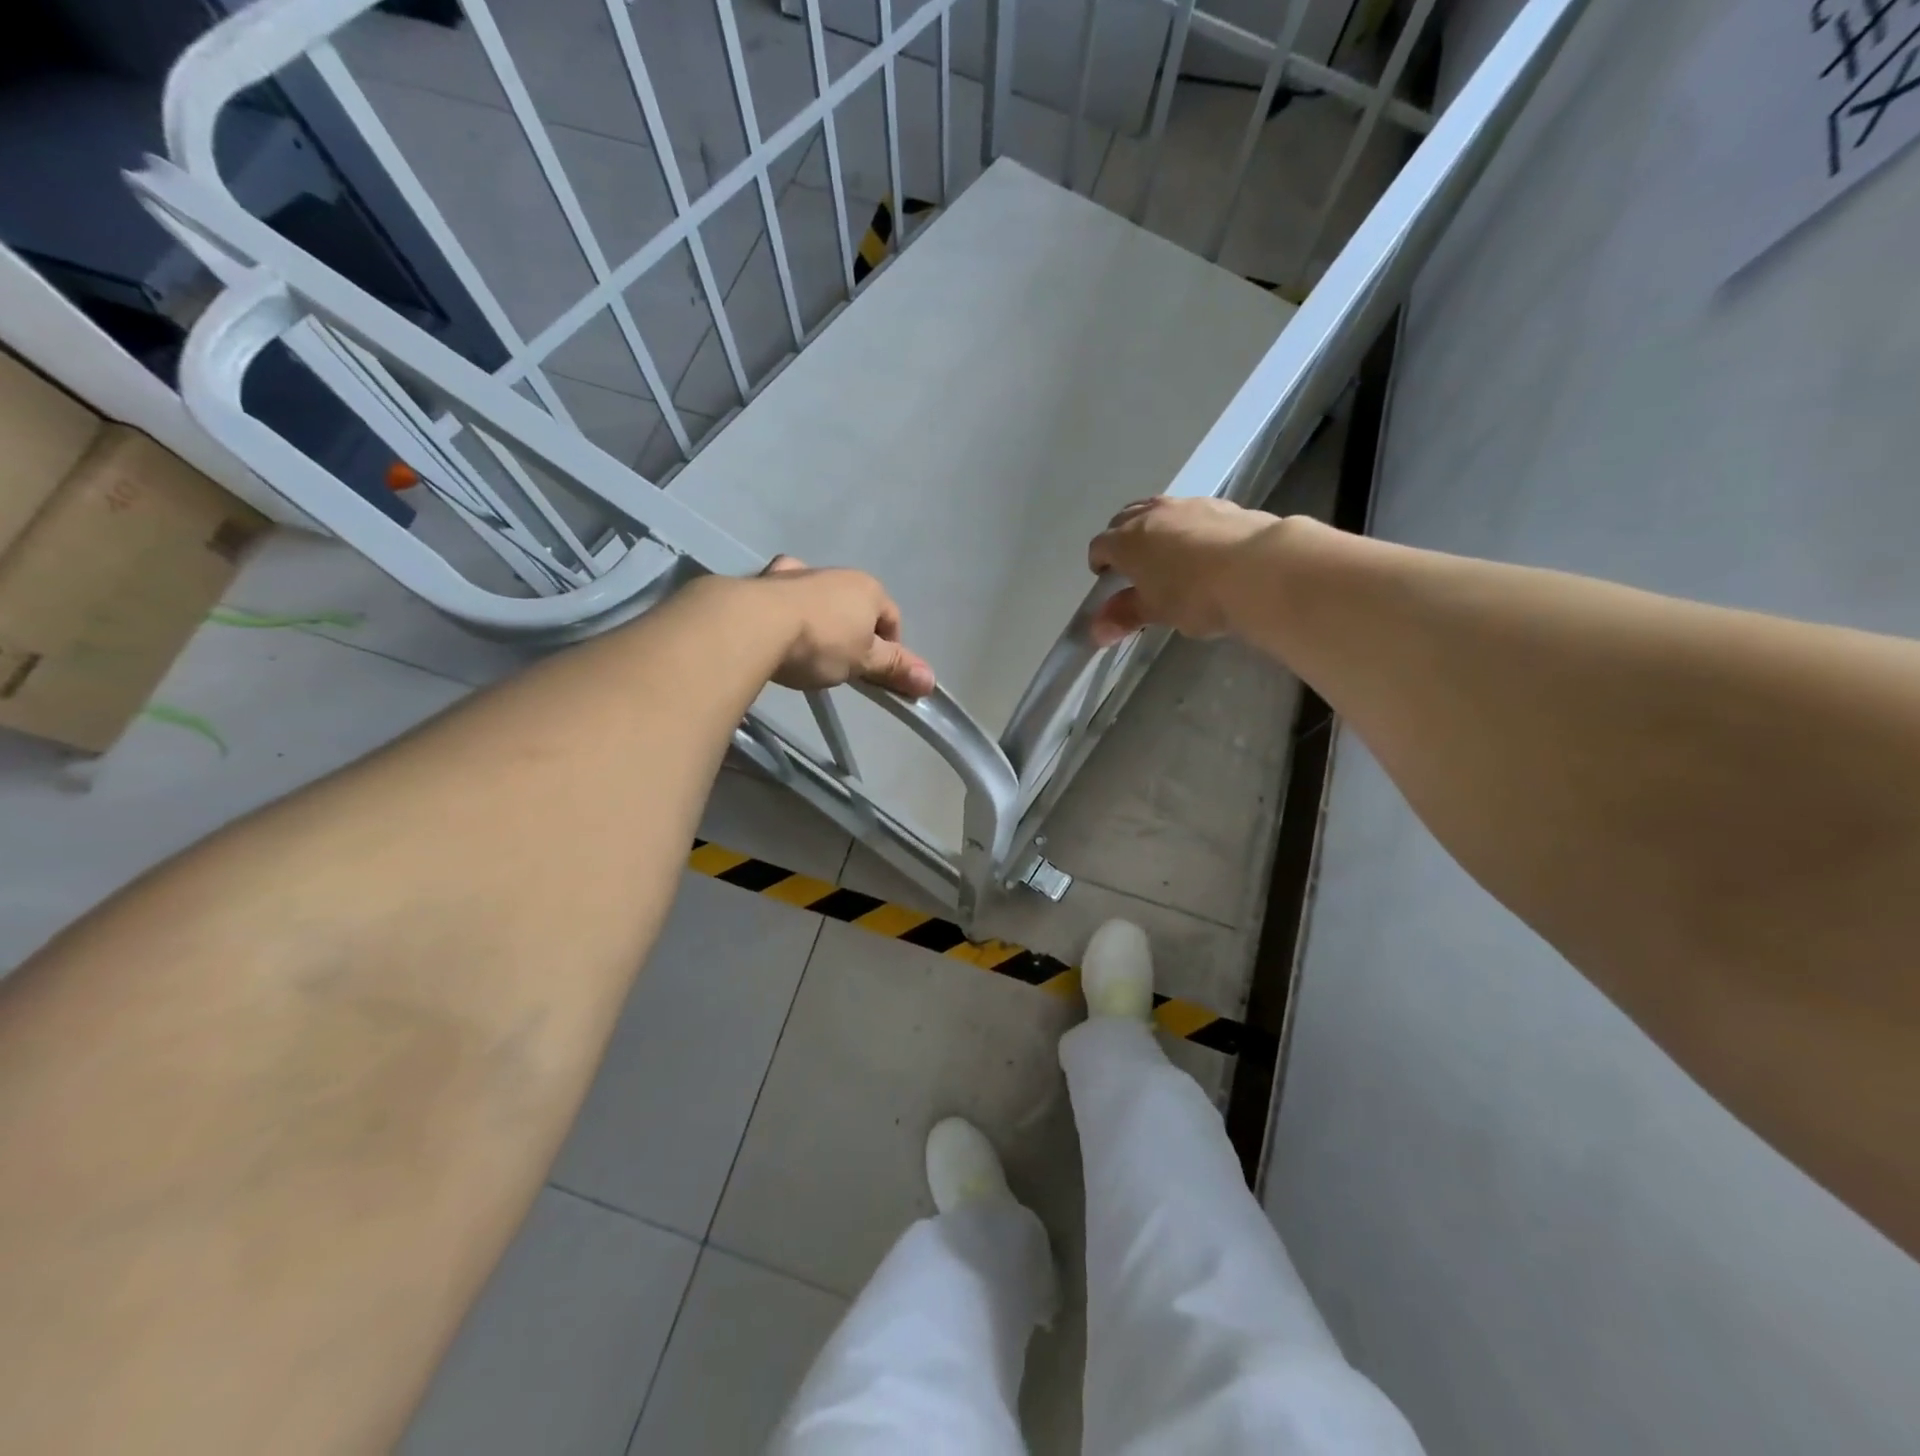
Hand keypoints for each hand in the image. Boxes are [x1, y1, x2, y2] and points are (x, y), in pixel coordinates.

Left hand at [755, 556, 935, 697]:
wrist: (754, 625)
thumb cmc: (821, 643)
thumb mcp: (863, 662)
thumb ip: (895, 668)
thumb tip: (931, 681)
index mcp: (868, 588)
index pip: (892, 619)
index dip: (891, 648)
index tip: (875, 674)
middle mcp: (837, 573)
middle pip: (857, 606)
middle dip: (855, 632)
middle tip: (843, 665)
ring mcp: (799, 573)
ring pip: (821, 595)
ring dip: (822, 616)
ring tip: (810, 648)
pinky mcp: (766, 580)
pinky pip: (786, 592)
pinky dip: (788, 605)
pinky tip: (779, 623)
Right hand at [1086, 497, 1282, 644]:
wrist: (1259, 568)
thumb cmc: (1195, 595)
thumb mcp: (1156, 611)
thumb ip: (1125, 616)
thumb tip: (1096, 631)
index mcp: (1127, 540)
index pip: (1100, 545)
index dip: (1098, 562)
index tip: (1105, 578)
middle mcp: (1153, 514)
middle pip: (1124, 518)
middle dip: (1120, 537)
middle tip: (1130, 563)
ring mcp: (1188, 504)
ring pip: (1158, 508)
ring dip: (1152, 526)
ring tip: (1164, 551)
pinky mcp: (1221, 505)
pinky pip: (1191, 511)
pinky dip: (1185, 525)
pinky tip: (1201, 547)